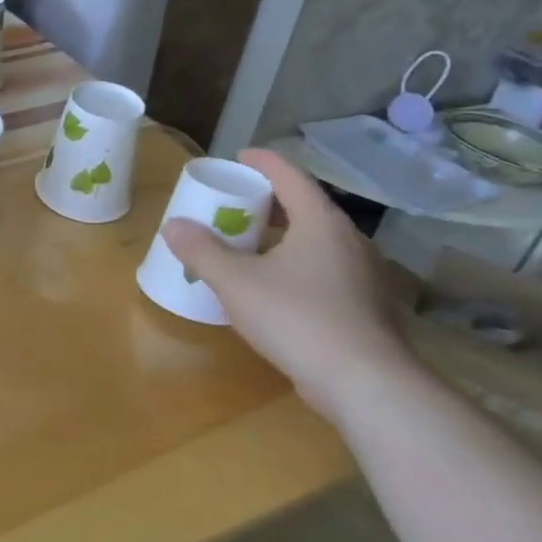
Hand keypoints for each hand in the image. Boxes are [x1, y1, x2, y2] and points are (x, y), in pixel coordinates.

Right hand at [161, 149, 416, 425]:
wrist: (365, 384)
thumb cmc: (298, 319)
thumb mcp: (236, 283)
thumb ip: (202, 251)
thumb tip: (174, 225)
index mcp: (320, 222)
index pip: (290, 176)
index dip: (263, 162)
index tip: (239, 157)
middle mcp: (349, 240)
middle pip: (306, 207)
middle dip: (270, 202)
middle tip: (236, 205)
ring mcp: (364, 275)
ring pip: (318, 241)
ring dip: (284, 236)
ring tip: (252, 246)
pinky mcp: (367, 307)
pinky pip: (327, 270)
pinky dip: (299, 265)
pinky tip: (278, 288)